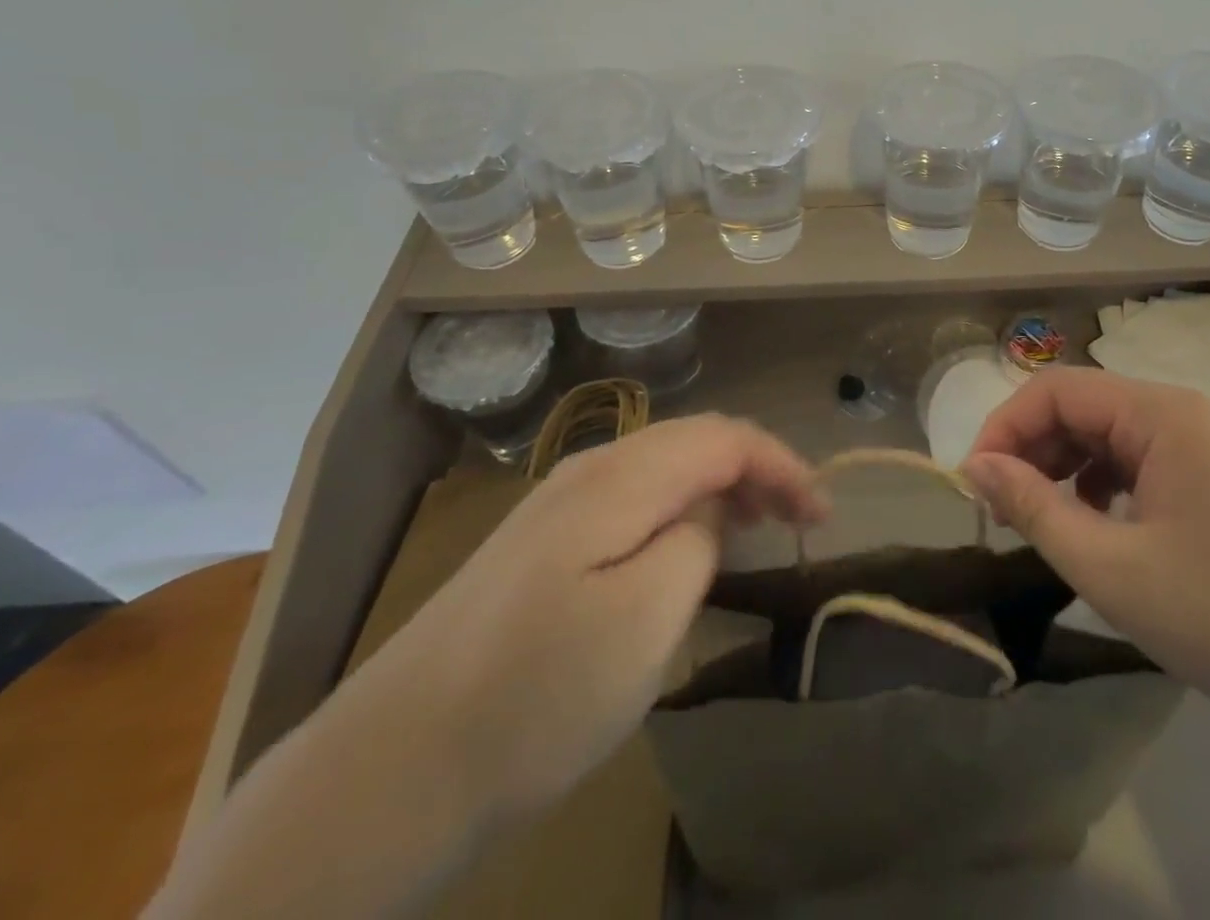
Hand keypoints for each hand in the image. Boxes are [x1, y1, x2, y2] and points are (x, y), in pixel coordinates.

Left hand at [350, 415, 824, 819]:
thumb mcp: (644, 620)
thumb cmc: (533, 699)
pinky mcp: (539, 548)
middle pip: (693, 441)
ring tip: (755, 529)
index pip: (723, 437)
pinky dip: (679, 510)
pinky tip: (684, 551)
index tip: (822, 517)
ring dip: (719, 486)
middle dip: (756, 469)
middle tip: (797, 521)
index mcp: (618, 478)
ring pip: (662, 468)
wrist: (387, 774)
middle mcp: (587, 471)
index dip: (781, 464)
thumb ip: (695, 542)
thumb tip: (707, 515)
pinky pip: (633, 501)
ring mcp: (556, 508)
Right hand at [963, 368, 1209, 740]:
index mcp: (1163, 413)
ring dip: (1067, 467)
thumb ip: (1033, 508)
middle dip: (1034, 450)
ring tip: (1048, 519)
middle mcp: (1187, 412)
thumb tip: (975, 467)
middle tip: (1005, 509)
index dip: (1005, 428)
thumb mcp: (1110, 567)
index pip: (1056, 390)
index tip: (975, 482)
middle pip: (1084, 407)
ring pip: (1112, 434)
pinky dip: (1107, 482)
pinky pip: (1144, 459)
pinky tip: (1102, 525)